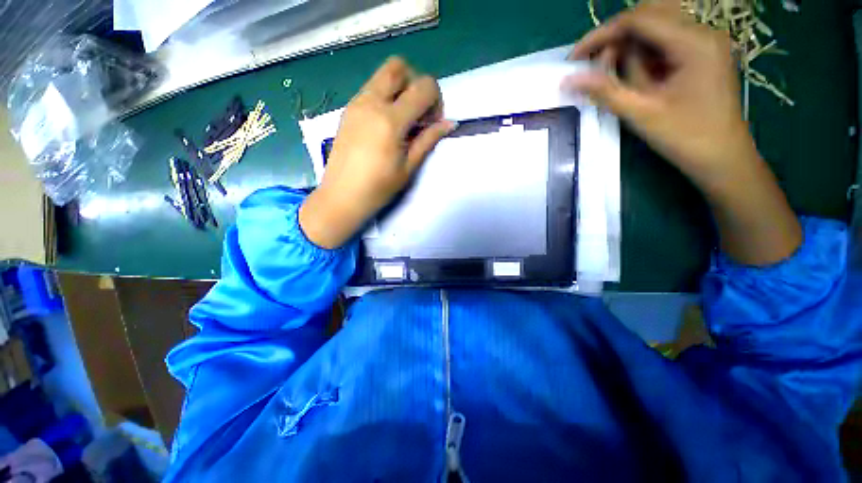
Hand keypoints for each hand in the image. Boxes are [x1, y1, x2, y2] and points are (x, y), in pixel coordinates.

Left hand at [300, 57, 455, 248]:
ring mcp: (356, 103)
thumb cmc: (378, 188)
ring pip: (382, 75)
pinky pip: (371, 89)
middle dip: (415, 83)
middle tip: (418, 112)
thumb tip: (449, 123)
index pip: (423, 86)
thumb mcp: (409, 167)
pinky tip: (386, 125)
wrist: (341, 197)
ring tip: (403, 121)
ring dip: (399, 89)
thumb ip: (428, 140)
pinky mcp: (348, 110)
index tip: (432, 123)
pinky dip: (385, 97)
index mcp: (390, 120)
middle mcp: (371, 102)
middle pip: (398, 66)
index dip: (436, 100)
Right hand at [565, 2, 801, 264]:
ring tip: (614, 82)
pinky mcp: (698, 61)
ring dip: (626, 53)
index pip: (640, 18)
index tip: (573, 57)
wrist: (725, 163)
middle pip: (647, 18)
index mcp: (694, 43)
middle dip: (612, 40)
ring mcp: (702, 47)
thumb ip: (605, 90)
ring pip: (653, 33)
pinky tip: (633, 84)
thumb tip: (568, 78)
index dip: (601, 32)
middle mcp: (702, 36)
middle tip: (591, 69)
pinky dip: (639, 61)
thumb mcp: (641, 114)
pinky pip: (661, 49)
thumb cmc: (689, 141)